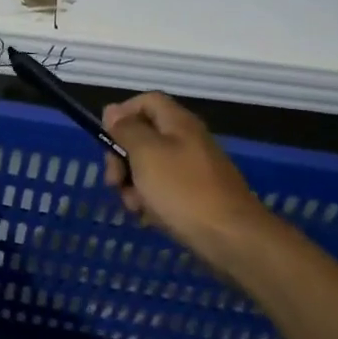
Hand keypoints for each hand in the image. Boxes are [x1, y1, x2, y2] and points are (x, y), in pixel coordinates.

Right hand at [102, 93, 269, 266]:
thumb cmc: (182, 190)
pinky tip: (148, 217)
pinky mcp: (195, 196)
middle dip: (122, 157)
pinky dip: (151, 201)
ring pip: (149, 167)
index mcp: (178, 123)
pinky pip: (163, 190)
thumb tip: (112, 110)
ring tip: (134, 205)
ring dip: (133, 184)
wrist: (230, 237)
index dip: (122, 114)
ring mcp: (193, 170)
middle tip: (114, 181)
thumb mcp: (146, 153)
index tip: (106, 139)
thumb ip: (127, 129)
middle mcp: (187, 141)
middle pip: (143, 136)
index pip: (146, 101)